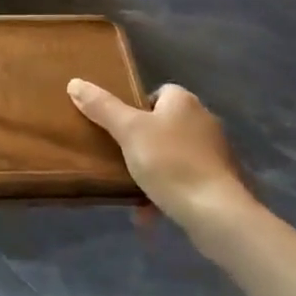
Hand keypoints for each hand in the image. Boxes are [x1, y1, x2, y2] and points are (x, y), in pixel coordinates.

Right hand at [67, 79, 255, 223]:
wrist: (216, 212)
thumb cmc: (170, 162)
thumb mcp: (128, 131)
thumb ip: (102, 107)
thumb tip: (75, 83)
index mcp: (184, 102)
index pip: (158, 93)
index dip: (136, 108)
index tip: (119, 127)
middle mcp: (203, 121)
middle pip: (164, 125)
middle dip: (142, 142)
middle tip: (119, 157)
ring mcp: (215, 153)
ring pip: (173, 155)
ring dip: (152, 171)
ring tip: (131, 188)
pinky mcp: (220, 182)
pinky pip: (185, 181)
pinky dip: (167, 193)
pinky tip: (148, 213)